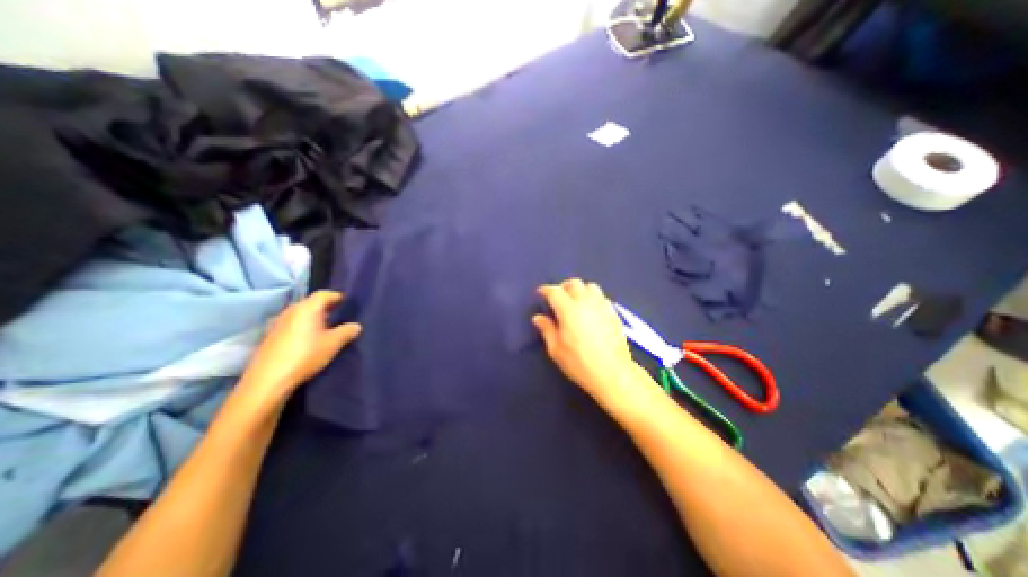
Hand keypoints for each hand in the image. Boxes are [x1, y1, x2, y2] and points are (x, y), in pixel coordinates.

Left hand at [234, 292, 362, 407]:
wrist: (269, 379)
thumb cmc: (306, 355)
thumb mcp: (334, 343)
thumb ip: (347, 331)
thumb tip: (356, 325)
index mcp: (307, 308)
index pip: (324, 294)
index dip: (337, 296)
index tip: (347, 303)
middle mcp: (291, 311)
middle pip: (311, 302)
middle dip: (326, 307)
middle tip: (339, 314)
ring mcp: (278, 323)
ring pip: (300, 314)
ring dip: (313, 317)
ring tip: (326, 327)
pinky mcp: (271, 336)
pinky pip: (292, 324)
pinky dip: (303, 326)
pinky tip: (309, 339)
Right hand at [530, 281, 639, 405]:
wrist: (612, 373)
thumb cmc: (579, 363)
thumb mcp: (556, 349)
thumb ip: (547, 329)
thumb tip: (538, 317)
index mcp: (568, 310)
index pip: (555, 291)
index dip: (546, 290)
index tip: (540, 293)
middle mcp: (586, 302)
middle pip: (574, 283)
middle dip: (563, 287)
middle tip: (558, 297)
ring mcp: (602, 306)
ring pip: (590, 286)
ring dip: (580, 290)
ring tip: (575, 301)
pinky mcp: (613, 313)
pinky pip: (602, 297)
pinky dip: (593, 297)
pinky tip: (590, 310)